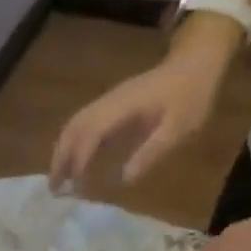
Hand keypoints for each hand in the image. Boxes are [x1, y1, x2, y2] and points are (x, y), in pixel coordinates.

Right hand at [50, 32, 235, 189]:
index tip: (75, 187)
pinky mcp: (111, 105)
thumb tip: (123, 179)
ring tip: (59, 179)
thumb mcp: (179, 127)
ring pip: (74, 125)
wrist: (197, 61)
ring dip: (62, 152)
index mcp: (122, 107)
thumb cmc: (191, 95)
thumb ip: (151, 152)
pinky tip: (75, 162)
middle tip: (53, 189)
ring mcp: (108, 102)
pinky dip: (73, 144)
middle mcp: (108, 103)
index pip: (91, 134)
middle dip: (60, 159)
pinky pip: (83, 124)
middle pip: (73, 128)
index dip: (79, 161)